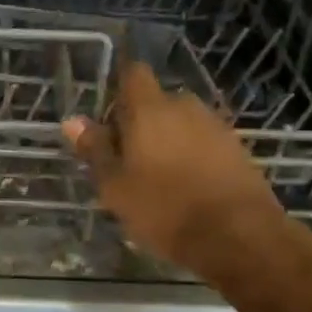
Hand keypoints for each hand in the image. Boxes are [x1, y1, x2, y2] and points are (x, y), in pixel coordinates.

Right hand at [62, 62, 286, 274]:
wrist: (239, 238)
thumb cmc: (165, 209)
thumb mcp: (116, 186)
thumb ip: (95, 150)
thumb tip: (72, 121)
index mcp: (150, 108)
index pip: (133, 73)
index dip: (120, 87)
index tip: (109, 116)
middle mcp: (185, 106)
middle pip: (157, 101)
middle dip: (141, 121)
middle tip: (127, 157)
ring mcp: (216, 126)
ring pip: (182, 123)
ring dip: (168, 139)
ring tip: (157, 176)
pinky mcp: (239, 150)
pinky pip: (205, 142)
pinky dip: (193, 155)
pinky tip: (187, 187)